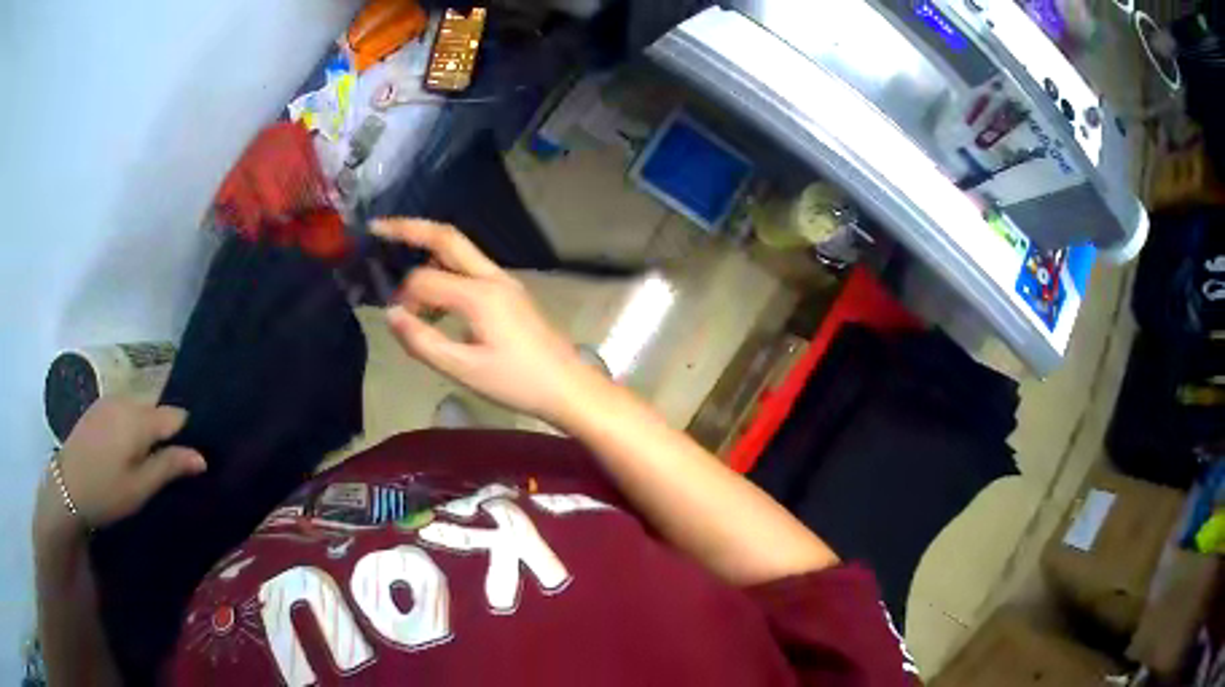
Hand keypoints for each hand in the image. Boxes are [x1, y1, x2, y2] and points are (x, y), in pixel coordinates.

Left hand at [37, 398, 206, 536]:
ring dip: (147, 430)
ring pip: (140, 410)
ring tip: (145, 460)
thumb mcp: (140, 487)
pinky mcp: (98, 407)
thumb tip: (201, 457)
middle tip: (167, 466)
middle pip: (157, 411)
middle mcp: (126, 400)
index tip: (191, 458)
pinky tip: (124, 450)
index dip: (188, 434)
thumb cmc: (106, 491)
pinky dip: (131, 426)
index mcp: (139, 419)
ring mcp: (109, 400)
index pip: (176, 416)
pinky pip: (124, 410)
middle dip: (165, 433)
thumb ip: (170, 466)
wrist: (66, 486)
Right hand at [373, 218, 597, 420]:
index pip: (424, 279)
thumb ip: (423, 341)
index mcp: (480, 295)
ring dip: (428, 251)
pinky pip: (471, 269)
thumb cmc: (518, 383)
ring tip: (401, 266)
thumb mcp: (464, 370)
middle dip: (410, 228)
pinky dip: (446, 272)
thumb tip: (391, 315)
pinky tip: (436, 299)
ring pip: (460, 251)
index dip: (403, 297)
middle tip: (378, 227)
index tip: (396, 320)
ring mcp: (505, 282)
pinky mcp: (510, 292)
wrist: (568, 386)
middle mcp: (493, 277)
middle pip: (447, 238)